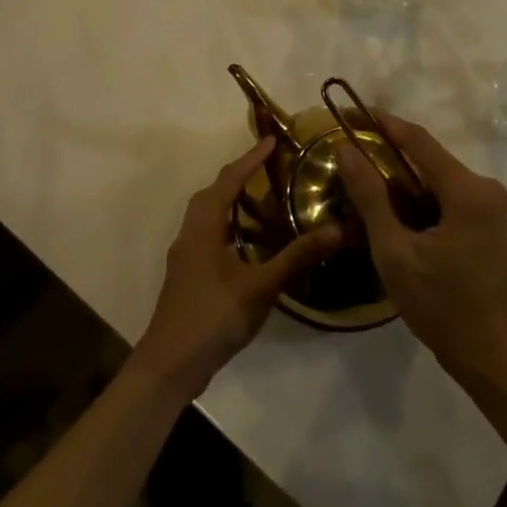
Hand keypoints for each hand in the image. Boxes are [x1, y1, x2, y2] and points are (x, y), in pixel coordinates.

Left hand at [134, 137, 343, 401]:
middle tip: (270, 166)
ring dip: (232, 200)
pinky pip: (209, 234)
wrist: (170, 366)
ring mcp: (186, 256)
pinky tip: (250, 241)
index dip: (250, 160)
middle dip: (240, 175)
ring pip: (208, 215)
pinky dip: (229, 225)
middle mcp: (190, 234)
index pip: (228, 181)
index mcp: (203, 228)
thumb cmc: (212, 318)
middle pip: (213, 194)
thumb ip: (297, 257)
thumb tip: (336, 229)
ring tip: (264, 196)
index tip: (272, 140)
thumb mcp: (260, 287)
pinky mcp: (189, 275)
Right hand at [336, 115, 506, 390]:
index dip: (381, 122)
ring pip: (433, 177)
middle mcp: (483, 188)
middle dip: (385, 150)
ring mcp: (487, 206)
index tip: (348, 110)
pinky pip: (442, 195)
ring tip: (357, 174)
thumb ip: (370, 196)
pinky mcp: (483, 222)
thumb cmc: (440, 304)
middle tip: (345, 149)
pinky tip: (386, 204)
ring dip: (398, 175)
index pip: (418, 140)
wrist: (488, 354)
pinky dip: (414, 196)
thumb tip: (346, 149)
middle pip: (427, 156)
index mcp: (467, 190)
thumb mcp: (394, 250)